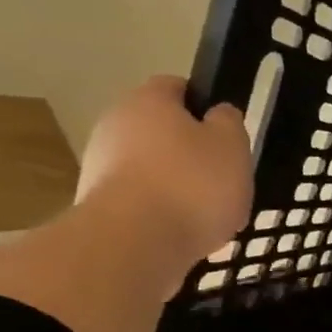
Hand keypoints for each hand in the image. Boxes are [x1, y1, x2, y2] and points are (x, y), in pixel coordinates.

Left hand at [74, 76, 252, 288]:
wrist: (134, 243)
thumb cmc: (192, 185)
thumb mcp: (232, 146)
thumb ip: (228, 123)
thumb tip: (218, 114)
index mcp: (148, 101)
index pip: (176, 87)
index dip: (204, 106)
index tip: (226, 134)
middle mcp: (115, 125)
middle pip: (161, 132)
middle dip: (191, 154)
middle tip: (223, 179)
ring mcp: (101, 167)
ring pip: (151, 170)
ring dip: (178, 188)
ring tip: (208, 217)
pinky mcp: (98, 206)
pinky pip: (142, 203)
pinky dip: (163, 215)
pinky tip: (185, 235)